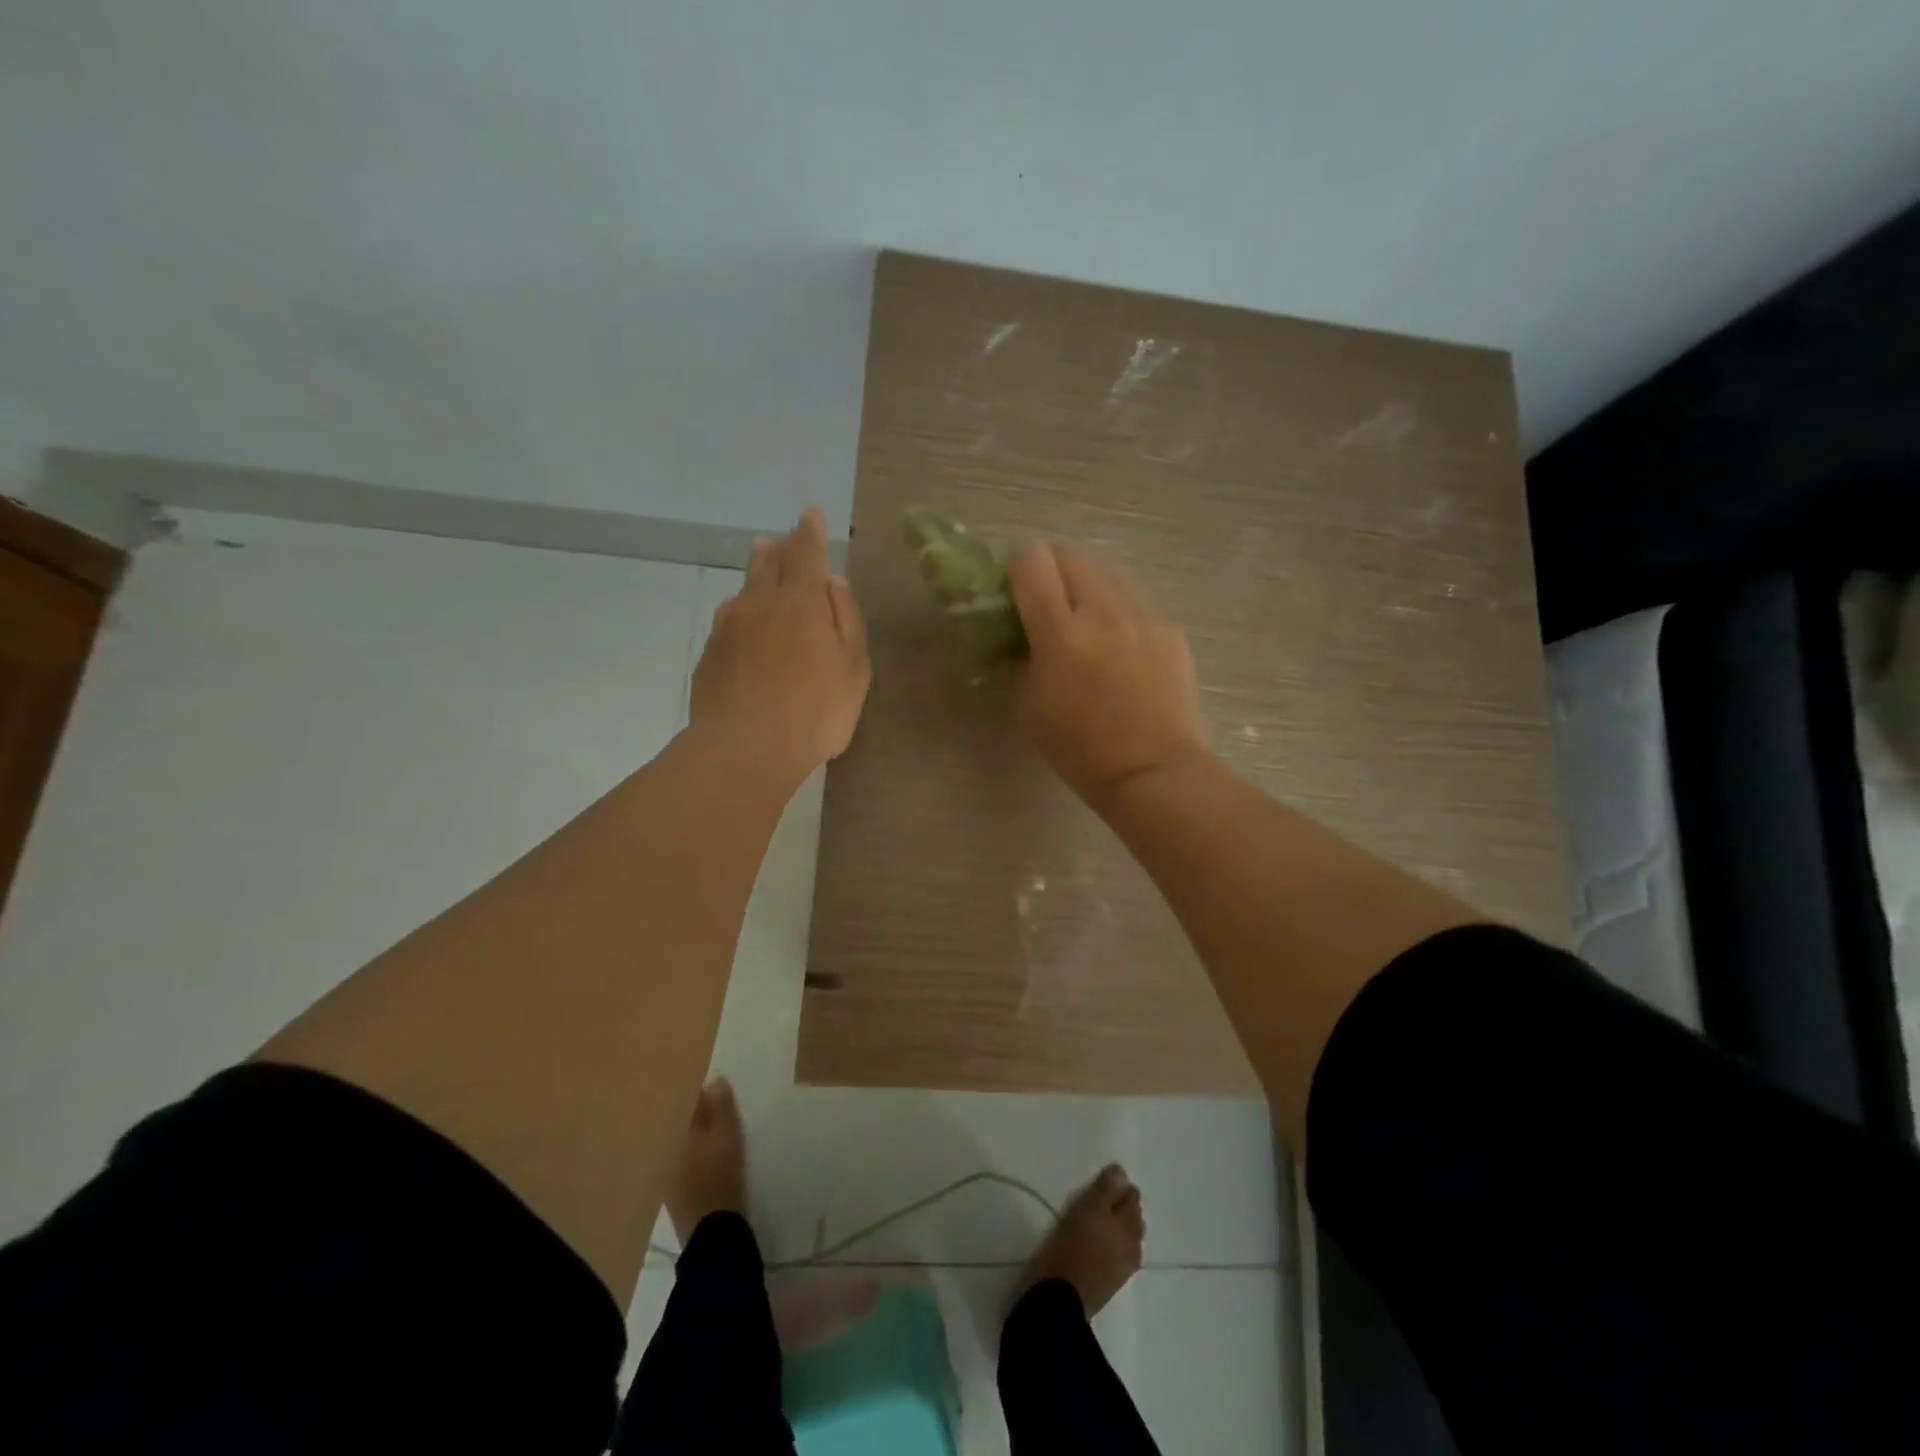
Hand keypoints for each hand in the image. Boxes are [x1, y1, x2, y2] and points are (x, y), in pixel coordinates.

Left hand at [690, 508, 870, 785]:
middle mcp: (761, 604)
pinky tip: (739, 614)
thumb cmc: (815, 712)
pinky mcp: (710, 654)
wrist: (745, 748)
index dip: (810, 531)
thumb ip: (847, 620)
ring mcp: (729, 628)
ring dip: (756, 571)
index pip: (806, 553)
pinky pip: (728, 618)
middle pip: (769, 564)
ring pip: (744, 588)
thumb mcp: (853, 669)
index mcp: (802, 602)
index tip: (811, 513)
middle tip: (783, 538)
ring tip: (760, 559)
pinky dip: (739, 608)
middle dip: (780, 548)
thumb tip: (835, 582)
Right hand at [1007, 542, 1208, 804]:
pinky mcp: (1169, 628)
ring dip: (1087, 585)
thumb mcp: (1029, 707)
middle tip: (1048, 603)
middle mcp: (1103, 612)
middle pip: (1071, 553)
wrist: (1153, 772)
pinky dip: (1118, 611)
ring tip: (1087, 623)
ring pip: (1107, 570)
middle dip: (1052, 569)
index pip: (1032, 561)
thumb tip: (1027, 634)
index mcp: (1060, 634)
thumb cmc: (1080, 751)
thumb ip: (1023, 657)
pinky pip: (1134, 600)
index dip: (1017, 572)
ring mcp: (1143, 616)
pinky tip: (1120, 648)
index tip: (1016, 596)